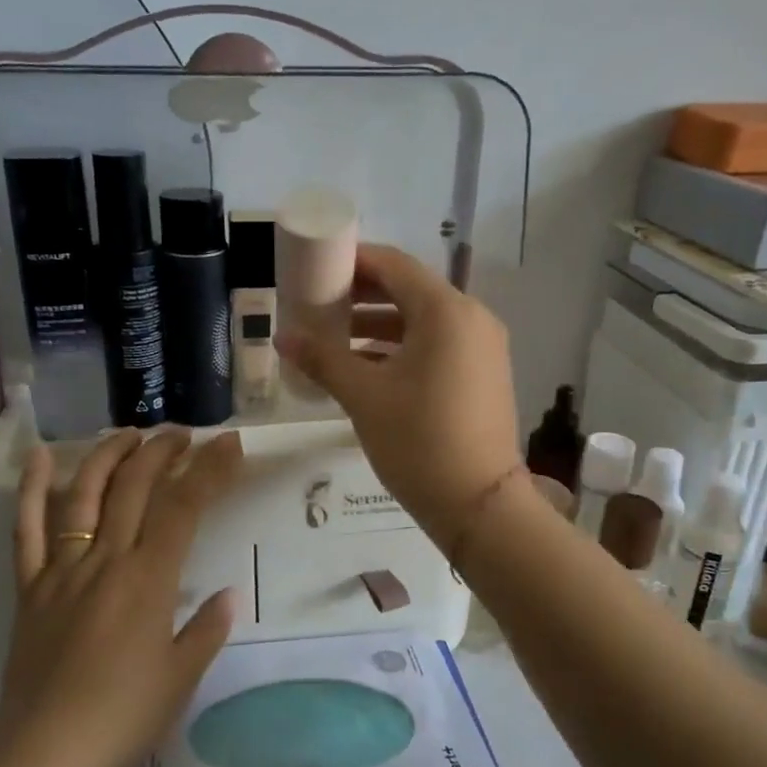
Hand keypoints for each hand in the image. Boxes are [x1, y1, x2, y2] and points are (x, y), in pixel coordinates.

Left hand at [0, 428, 243, 766]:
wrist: (45, 751)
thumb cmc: (123, 717)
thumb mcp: (181, 677)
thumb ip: (207, 629)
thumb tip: (228, 595)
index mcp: (149, 579)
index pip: (184, 506)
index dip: (210, 469)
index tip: (229, 444)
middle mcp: (106, 560)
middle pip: (134, 486)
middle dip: (162, 451)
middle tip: (183, 435)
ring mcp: (62, 569)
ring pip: (83, 494)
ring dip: (108, 455)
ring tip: (130, 434)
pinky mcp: (30, 587)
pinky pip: (27, 530)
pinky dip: (31, 490)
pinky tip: (39, 457)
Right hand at [276, 243, 521, 548]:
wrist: (479, 504)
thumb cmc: (418, 441)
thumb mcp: (364, 397)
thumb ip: (322, 359)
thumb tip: (282, 336)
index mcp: (445, 311)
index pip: (393, 265)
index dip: (352, 262)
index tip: (316, 268)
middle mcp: (471, 318)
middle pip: (409, 290)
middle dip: (361, 295)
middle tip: (317, 304)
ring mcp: (482, 347)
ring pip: (423, 320)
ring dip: (378, 324)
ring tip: (332, 338)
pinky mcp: (484, 373)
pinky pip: (437, 345)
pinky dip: (402, 348)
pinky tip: (365, 366)